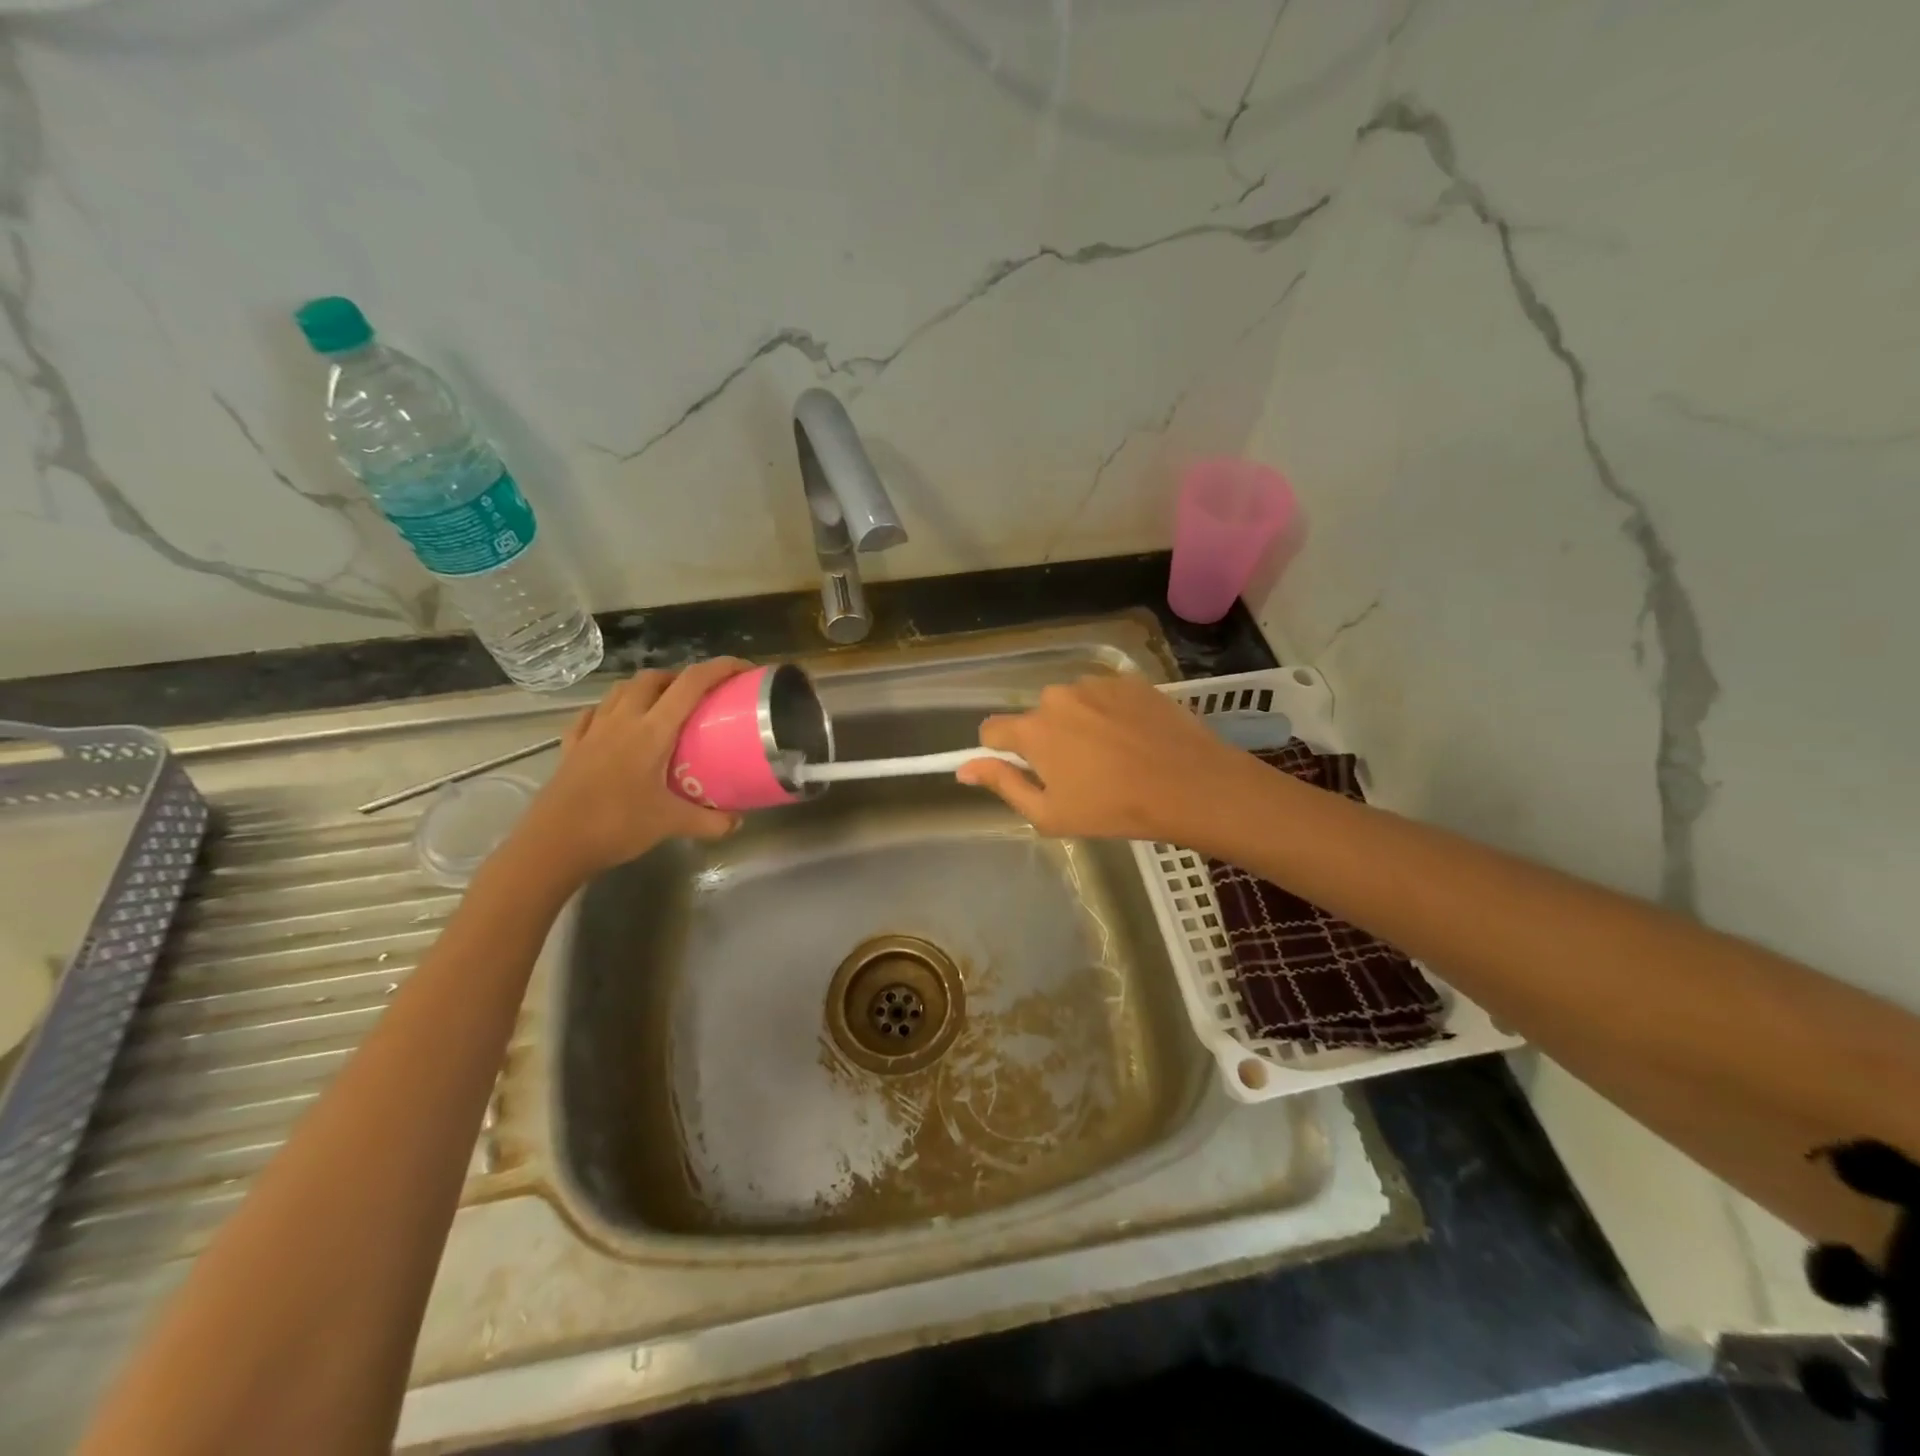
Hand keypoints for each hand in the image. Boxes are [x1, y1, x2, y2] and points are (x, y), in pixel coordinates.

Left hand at [511, 659, 748, 883]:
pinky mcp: (572, 746)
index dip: (719, 668)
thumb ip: (710, 821)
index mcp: (652, 731)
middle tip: (699, 697)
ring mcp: (593, 731)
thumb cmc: (616, 826)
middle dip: (679, 677)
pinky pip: (592, 715)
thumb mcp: (671, 824)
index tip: (742, 669)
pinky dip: (610, 711)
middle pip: (652, 678)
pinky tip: (616, 726)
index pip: (691, 684)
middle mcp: (622, 721)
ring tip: (662, 707)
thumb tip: (738, 822)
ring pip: (621, 690)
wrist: (553, 845)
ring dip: (645, 689)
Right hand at [956, 672, 1248, 840]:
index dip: (1001, 752)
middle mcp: (1057, 696)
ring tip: (1112, 755)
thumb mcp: (1049, 813)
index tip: (1024, 771)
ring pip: (1070, 704)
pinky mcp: (1129, 680)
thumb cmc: (1114, 809)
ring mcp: (1096, 684)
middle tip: (1078, 773)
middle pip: (1035, 717)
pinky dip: (1109, 713)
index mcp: (1033, 730)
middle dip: (1046, 740)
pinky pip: (1103, 695)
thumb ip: (1003, 784)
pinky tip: (1133, 738)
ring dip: (1079, 724)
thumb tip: (964, 767)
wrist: (1190, 785)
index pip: (992, 730)